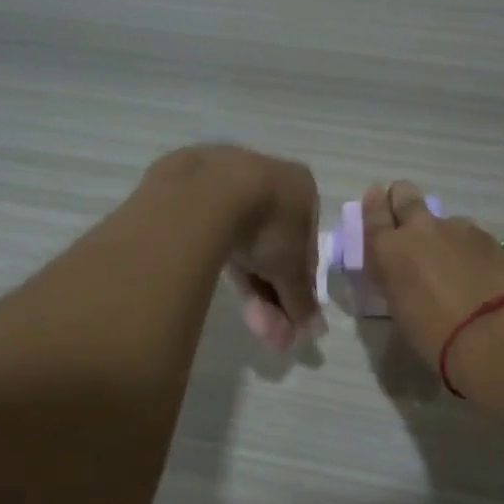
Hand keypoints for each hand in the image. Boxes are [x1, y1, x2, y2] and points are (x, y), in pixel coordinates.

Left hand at [152, 145, 324, 351]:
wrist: (207, 194)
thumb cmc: (267, 225)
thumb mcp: (291, 270)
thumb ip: (302, 299)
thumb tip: (313, 329)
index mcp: (302, 188)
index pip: (306, 244)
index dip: (298, 283)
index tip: (289, 312)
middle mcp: (268, 174)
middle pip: (273, 243)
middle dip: (269, 288)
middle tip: (263, 324)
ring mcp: (227, 175)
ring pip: (242, 237)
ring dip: (247, 280)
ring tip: (244, 314)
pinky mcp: (190, 183)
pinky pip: (213, 228)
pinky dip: (220, 257)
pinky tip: (217, 280)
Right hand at [360, 181, 503, 367]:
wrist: (491, 333)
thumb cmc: (433, 334)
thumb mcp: (399, 309)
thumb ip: (394, 280)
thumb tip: (399, 270)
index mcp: (390, 249)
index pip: (374, 213)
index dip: (373, 205)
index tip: (376, 199)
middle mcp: (420, 229)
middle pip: (405, 194)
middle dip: (401, 200)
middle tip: (407, 219)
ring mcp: (456, 228)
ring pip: (441, 219)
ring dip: (440, 233)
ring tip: (450, 262)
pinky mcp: (486, 236)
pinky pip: (467, 233)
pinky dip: (465, 246)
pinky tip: (474, 269)